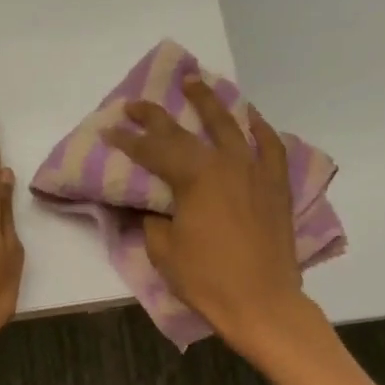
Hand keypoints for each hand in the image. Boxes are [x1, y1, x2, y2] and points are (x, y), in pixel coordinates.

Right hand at [103, 76, 312, 354]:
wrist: (262, 303)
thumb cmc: (207, 279)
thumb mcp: (164, 250)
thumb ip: (152, 218)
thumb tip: (149, 204)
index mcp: (194, 177)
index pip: (153, 151)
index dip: (127, 140)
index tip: (108, 130)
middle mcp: (225, 163)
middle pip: (185, 131)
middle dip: (155, 116)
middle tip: (135, 104)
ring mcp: (255, 171)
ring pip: (231, 125)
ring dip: (209, 102)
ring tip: (194, 82)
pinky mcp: (275, 186)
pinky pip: (270, 147)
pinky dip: (259, 129)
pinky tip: (249, 117)